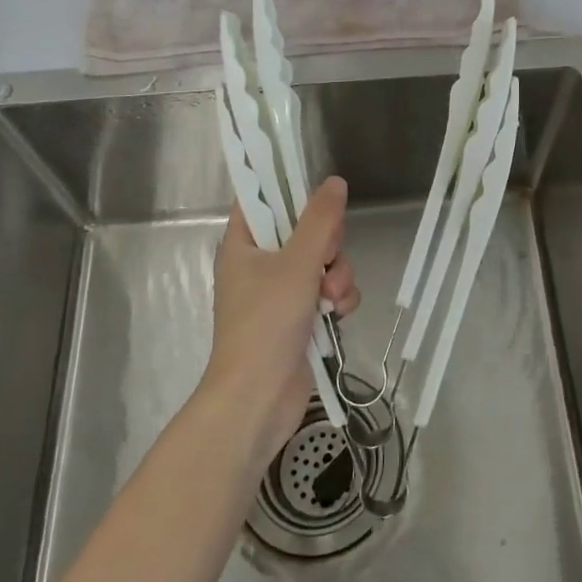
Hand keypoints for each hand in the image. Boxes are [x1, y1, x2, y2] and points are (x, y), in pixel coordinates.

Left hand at [202, 176, 360, 458]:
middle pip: (303, 230)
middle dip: (327, 245)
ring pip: (321, 262)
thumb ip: (320, 220)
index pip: (261, 200)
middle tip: (327, 258)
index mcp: (243, 244)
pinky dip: (337, 300)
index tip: (318, 197)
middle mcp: (259, 264)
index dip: (288, 191)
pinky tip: (338, 315)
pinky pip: (327, 292)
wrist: (257, 399)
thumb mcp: (297, 263)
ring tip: (333, 299)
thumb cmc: (266, 323)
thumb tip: (335, 182)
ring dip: (337, 276)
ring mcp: (279, 293)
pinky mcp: (298, 319)